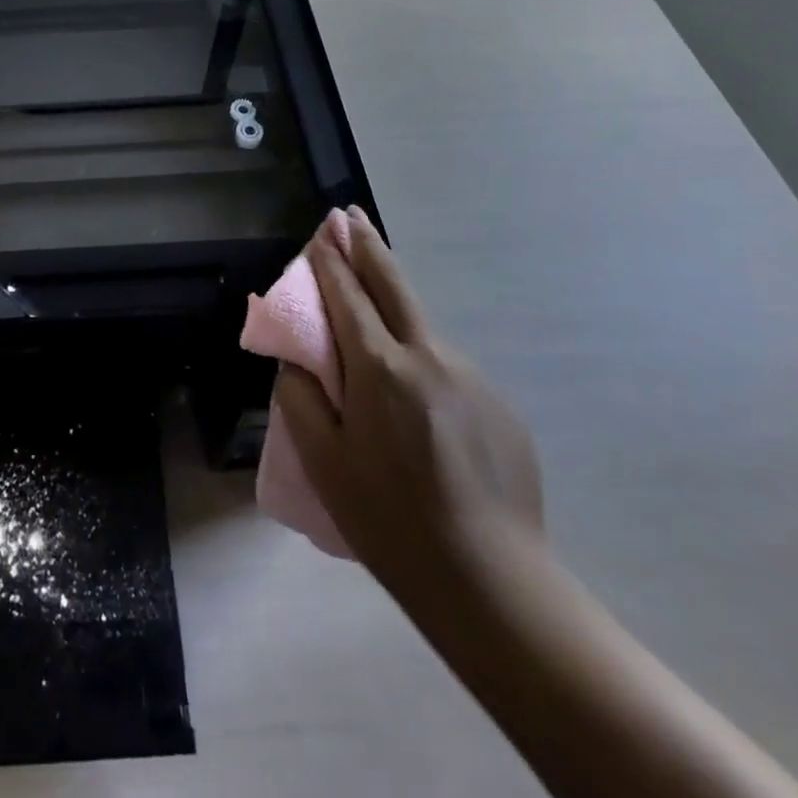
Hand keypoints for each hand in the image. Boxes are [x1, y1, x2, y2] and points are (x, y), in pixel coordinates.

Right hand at [275, 208, 543, 598]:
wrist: (490, 581)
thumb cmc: (388, 520)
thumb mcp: (322, 460)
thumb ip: (301, 397)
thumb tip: (300, 361)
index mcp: (380, 368)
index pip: (346, 296)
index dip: (329, 261)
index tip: (320, 233)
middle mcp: (429, 357)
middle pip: (393, 284)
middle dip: (367, 245)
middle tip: (349, 216)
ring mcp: (471, 377)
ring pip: (421, 327)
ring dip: (393, 308)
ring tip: (372, 319)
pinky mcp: (498, 404)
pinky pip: (445, 368)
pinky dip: (420, 361)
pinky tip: (416, 406)